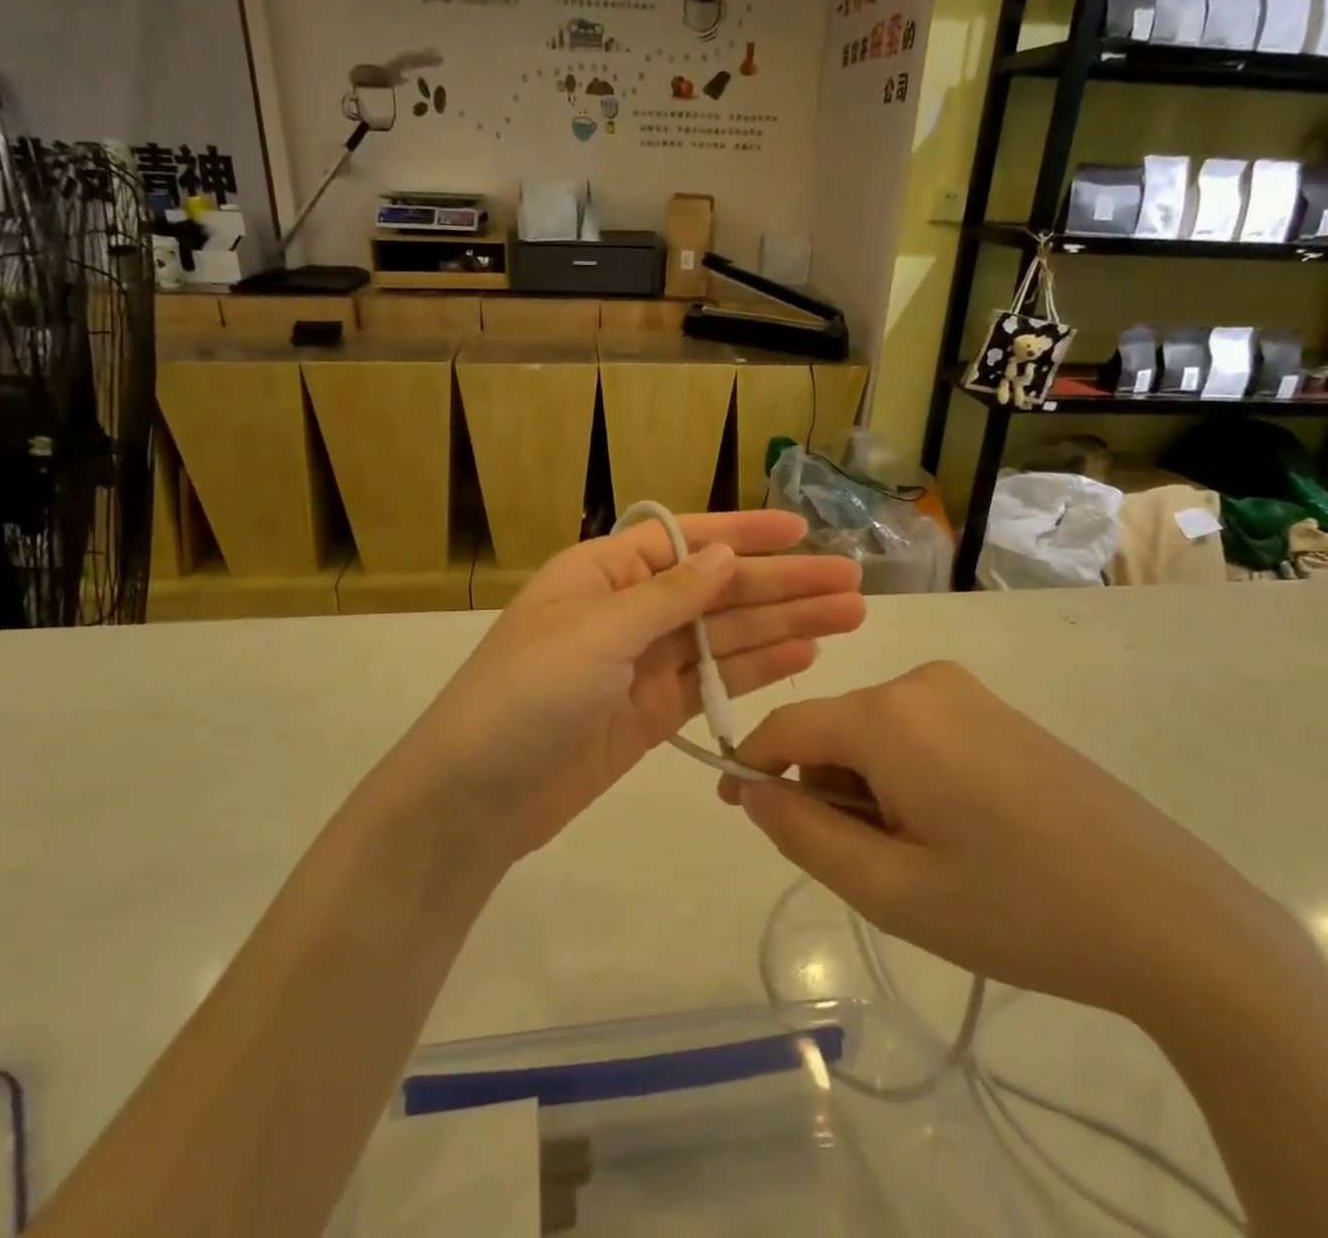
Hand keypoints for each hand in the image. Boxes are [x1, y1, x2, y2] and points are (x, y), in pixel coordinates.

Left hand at [392, 511, 864, 860]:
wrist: (475, 798)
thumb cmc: (526, 695)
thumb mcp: (596, 632)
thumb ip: (668, 596)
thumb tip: (725, 556)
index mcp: (604, 572)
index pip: (685, 539)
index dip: (745, 532)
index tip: (802, 530)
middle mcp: (628, 610)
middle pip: (718, 589)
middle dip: (783, 583)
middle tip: (852, 582)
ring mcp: (643, 664)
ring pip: (725, 635)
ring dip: (784, 624)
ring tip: (849, 615)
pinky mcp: (652, 712)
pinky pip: (714, 681)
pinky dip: (757, 668)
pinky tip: (805, 654)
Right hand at [722, 662, 1297, 1026]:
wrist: (1174, 917)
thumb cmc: (1020, 910)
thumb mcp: (893, 892)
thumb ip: (804, 836)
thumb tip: (754, 792)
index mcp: (891, 716)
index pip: (788, 725)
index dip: (753, 766)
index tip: (737, 809)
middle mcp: (922, 682)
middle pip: (833, 730)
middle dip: (827, 790)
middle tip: (871, 867)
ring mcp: (965, 691)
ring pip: (874, 732)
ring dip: (869, 788)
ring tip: (923, 857)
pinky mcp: (995, 710)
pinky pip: (916, 731)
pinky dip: (906, 775)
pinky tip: (958, 830)